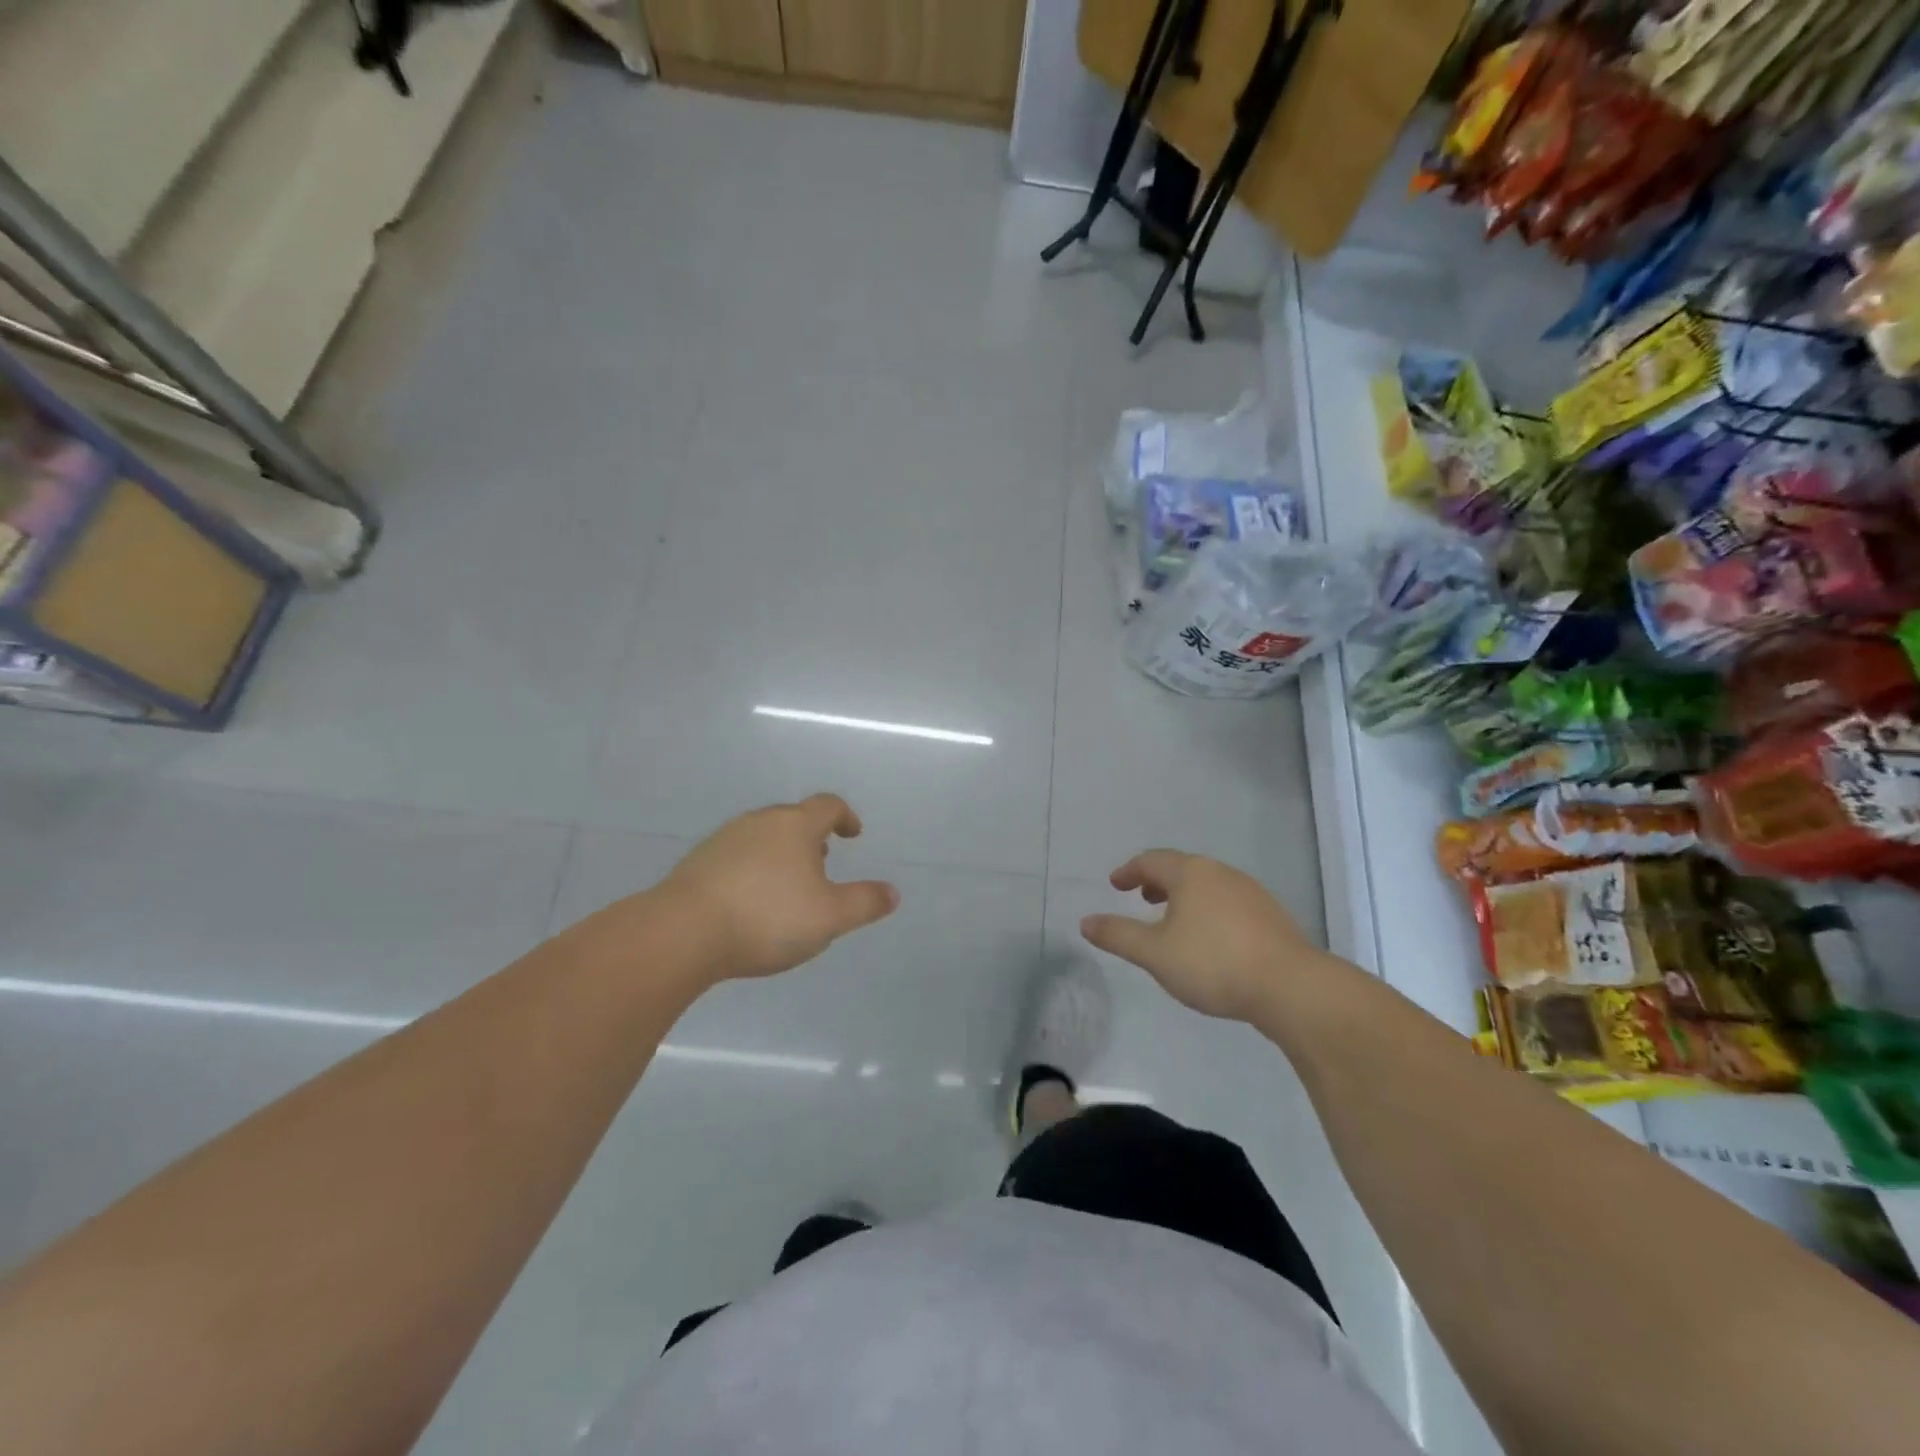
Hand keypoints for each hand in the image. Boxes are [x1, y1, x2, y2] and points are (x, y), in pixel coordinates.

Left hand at [657, 794, 899, 981]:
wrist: (683, 932)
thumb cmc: (768, 917)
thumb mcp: (830, 917)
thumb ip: (865, 902)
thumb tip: (893, 892)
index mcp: (795, 825)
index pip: (828, 806)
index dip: (845, 817)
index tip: (853, 833)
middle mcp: (760, 822)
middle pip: (793, 818)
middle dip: (811, 837)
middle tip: (822, 862)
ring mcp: (724, 839)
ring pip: (763, 836)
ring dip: (781, 853)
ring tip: (787, 885)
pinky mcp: (698, 861)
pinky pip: (736, 856)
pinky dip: (752, 869)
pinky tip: (750, 901)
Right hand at [1080, 850, 1327, 1021]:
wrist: (1290, 987)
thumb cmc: (1213, 963)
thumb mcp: (1154, 953)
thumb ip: (1117, 935)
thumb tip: (1085, 922)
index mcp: (1190, 873)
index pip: (1151, 861)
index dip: (1129, 871)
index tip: (1115, 884)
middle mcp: (1220, 873)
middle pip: (1182, 868)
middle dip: (1157, 881)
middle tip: (1141, 898)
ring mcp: (1250, 892)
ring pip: (1207, 885)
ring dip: (1184, 896)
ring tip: (1172, 919)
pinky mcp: (1271, 916)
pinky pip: (1227, 902)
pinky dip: (1207, 909)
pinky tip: (1209, 938)